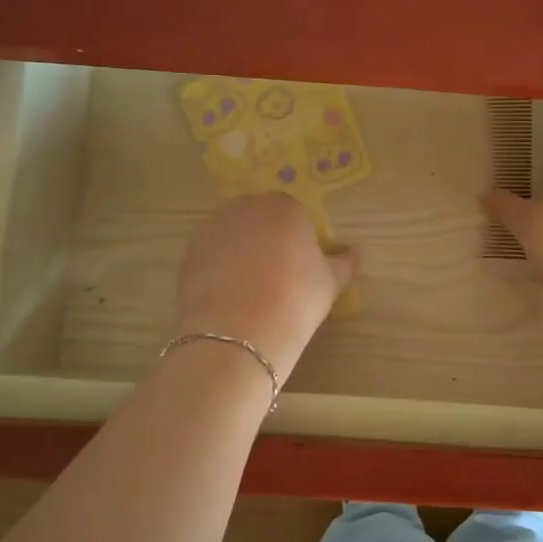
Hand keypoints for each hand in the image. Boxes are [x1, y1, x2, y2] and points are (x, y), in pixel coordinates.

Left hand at [175, 192, 356, 381]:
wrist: (239, 335)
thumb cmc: (296, 300)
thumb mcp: (331, 283)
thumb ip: (344, 262)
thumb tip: (353, 251)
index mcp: (284, 206)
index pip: (295, 214)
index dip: (300, 240)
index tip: (302, 267)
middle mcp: (245, 208)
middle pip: (260, 218)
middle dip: (268, 239)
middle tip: (278, 276)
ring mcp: (212, 229)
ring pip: (233, 235)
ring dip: (241, 252)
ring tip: (251, 289)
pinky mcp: (188, 254)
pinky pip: (211, 255)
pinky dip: (219, 269)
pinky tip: (229, 298)